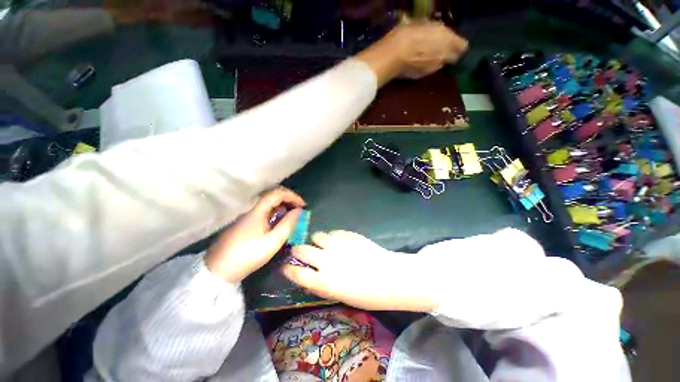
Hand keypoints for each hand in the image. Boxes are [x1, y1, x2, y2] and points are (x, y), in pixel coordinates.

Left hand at [205, 188, 304, 282]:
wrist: (219, 270)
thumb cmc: (248, 255)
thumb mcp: (273, 242)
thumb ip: (288, 224)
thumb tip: (299, 211)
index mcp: (257, 210)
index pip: (278, 193)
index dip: (293, 196)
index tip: (303, 205)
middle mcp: (251, 208)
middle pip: (272, 195)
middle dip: (288, 199)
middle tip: (299, 209)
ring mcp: (246, 215)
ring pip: (267, 202)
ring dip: (282, 205)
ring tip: (292, 214)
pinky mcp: (244, 222)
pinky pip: (263, 209)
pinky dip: (275, 211)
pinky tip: (278, 221)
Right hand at [281, 230, 437, 311]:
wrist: (389, 276)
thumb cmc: (367, 294)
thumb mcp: (340, 296)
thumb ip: (321, 285)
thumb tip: (309, 277)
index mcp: (323, 281)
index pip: (296, 273)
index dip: (288, 269)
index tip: (286, 266)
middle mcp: (326, 260)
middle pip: (301, 250)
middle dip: (297, 250)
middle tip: (300, 252)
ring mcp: (337, 245)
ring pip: (317, 236)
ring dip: (316, 241)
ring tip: (323, 245)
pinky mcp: (347, 235)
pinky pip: (333, 232)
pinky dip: (332, 237)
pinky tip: (339, 242)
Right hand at [356, 20, 468, 85]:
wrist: (392, 56)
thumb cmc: (407, 34)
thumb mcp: (423, 24)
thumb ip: (435, 30)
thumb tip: (436, 33)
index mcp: (447, 40)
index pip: (463, 46)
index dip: (458, 44)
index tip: (452, 41)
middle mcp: (444, 56)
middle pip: (453, 58)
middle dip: (449, 53)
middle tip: (440, 49)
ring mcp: (433, 69)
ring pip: (440, 64)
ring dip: (436, 60)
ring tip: (425, 55)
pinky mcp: (422, 77)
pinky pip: (428, 70)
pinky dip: (426, 67)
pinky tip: (417, 63)